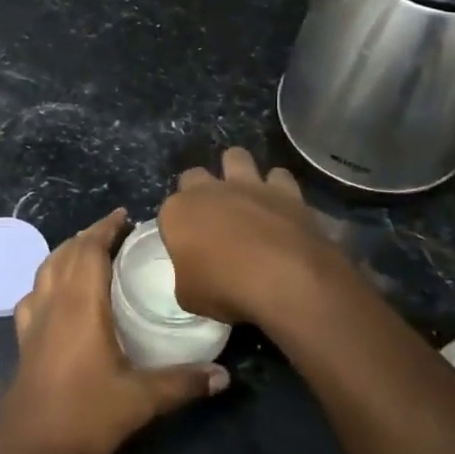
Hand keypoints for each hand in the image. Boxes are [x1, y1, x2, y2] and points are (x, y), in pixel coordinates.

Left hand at [0, 209, 228, 453]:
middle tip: (116, 231)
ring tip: (89, 251)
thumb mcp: (140, 400)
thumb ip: (182, 383)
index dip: (106, 228)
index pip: (90, 249)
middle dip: (90, 235)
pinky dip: (48, 279)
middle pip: (67, 252)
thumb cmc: (83, 414)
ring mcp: (34, 319)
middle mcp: (54, 301)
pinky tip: (57, 292)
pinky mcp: (24, 338)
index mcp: (80, 304)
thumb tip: (224, 375)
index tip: (125, 216)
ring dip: (67, 252)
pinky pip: (34, 293)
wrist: (26, 446)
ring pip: (47, 268)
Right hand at [158, 148, 345, 328]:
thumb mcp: (189, 296)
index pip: (168, 212)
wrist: (286, 280)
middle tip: (211, 219)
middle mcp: (209, 190)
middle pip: (194, 176)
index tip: (187, 248)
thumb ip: (186, 276)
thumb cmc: (226, 289)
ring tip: (244, 196)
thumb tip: (195, 274)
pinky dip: (278, 188)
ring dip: (237, 172)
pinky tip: (280, 207)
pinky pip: (278, 176)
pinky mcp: (286, 191)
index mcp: (178, 212)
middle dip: (199, 190)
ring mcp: (249, 185)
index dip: (177, 229)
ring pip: (236, 156)